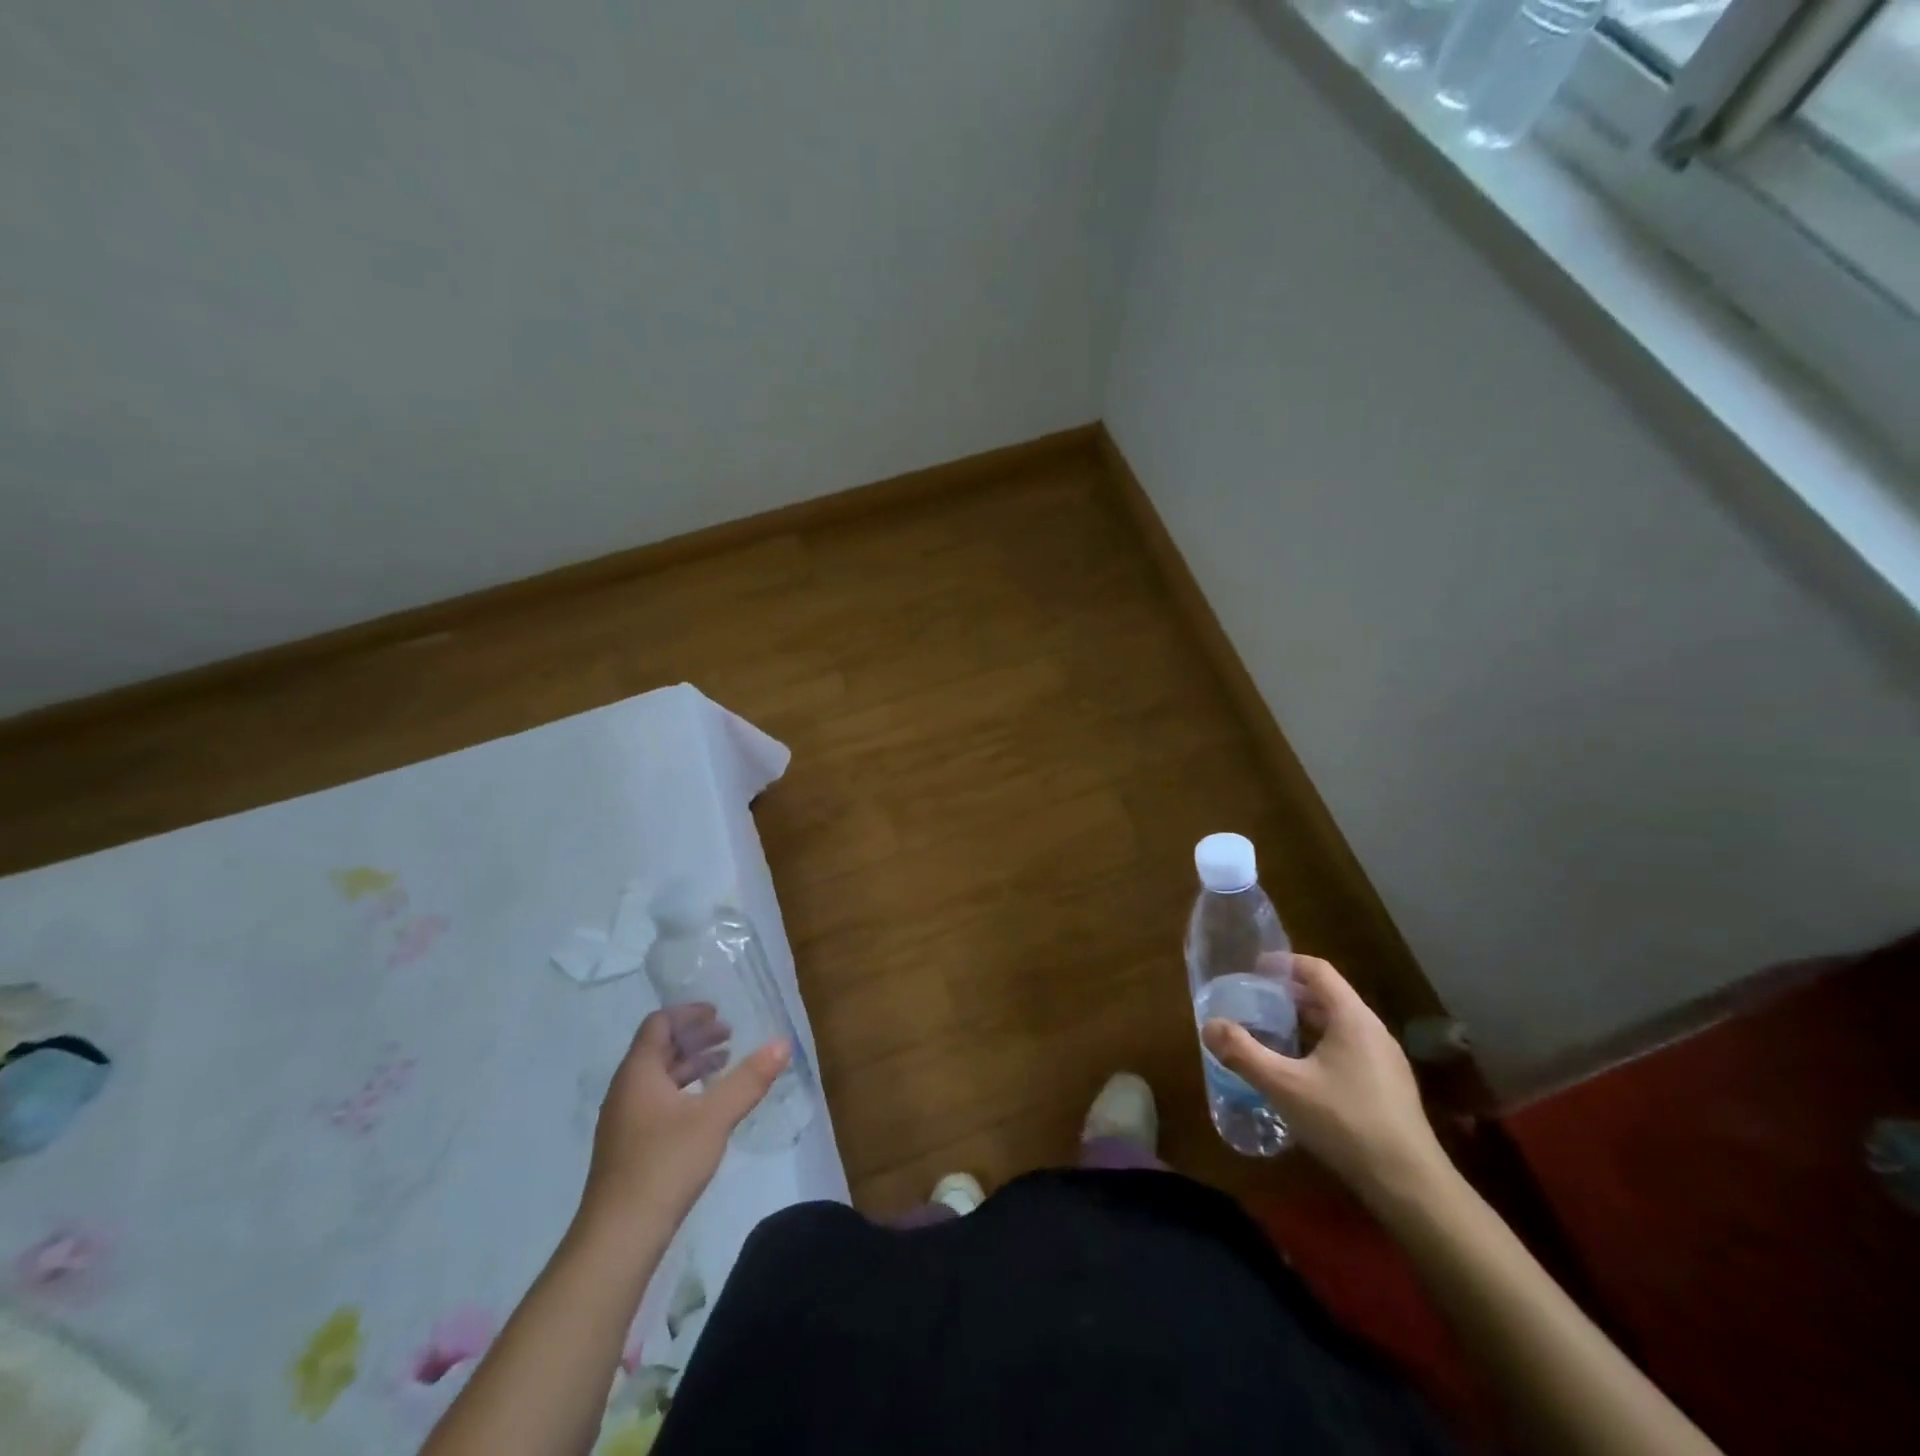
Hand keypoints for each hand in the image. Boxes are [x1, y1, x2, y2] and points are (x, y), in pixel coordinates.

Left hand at [578, 1005, 788, 1243]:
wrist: (617, 1239)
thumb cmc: (664, 1165)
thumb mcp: (714, 1117)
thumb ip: (749, 1079)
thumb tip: (783, 1043)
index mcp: (639, 1073)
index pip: (658, 1024)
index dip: (688, 1013)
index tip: (718, 1012)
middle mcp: (626, 1090)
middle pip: (659, 1049)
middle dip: (695, 1038)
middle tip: (730, 1035)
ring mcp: (624, 1122)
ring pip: (659, 1078)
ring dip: (691, 1065)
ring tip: (724, 1065)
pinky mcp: (629, 1148)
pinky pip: (658, 1101)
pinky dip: (684, 1091)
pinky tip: (706, 1109)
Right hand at [1203, 955, 1446, 1205]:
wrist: (1409, 1185)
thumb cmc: (1344, 1122)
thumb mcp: (1283, 1085)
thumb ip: (1243, 1053)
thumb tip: (1209, 1025)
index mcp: (1352, 1018)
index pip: (1318, 970)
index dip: (1285, 963)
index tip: (1255, 970)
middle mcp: (1373, 1031)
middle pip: (1329, 996)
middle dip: (1291, 995)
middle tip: (1256, 1003)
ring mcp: (1386, 1061)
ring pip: (1340, 1026)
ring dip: (1306, 1023)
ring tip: (1274, 1035)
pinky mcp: (1390, 1088)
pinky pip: (1350, 1050)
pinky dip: (1321, 1046)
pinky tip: (1302, 1074)